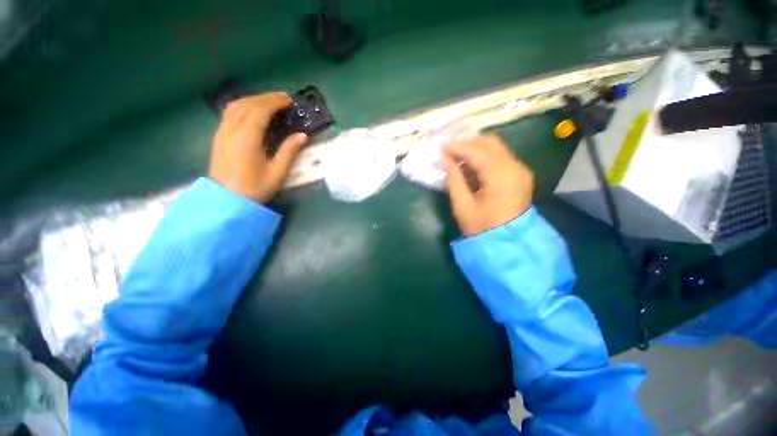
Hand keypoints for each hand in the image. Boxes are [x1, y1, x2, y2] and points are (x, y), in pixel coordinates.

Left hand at [208, 92, 307, 202]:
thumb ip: (289, 152)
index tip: (289, 100)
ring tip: (269, 103)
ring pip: (235, 106)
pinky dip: (243, 107)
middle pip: (247, 104)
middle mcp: (232, 130)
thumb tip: (302, 135)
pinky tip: (251, 112)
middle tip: (283, 99)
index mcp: (247, 138)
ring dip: (253, 100)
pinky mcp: (218, 137)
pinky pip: (229, 114)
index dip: (275, 102)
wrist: (226, 201)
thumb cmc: (255, 188)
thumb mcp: (277, 173)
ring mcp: (222, 132)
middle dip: (265, 98)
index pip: (260, 110)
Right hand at [441, 135, 533, 235]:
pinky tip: (470, 165)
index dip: (457, 147)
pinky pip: (501, 158)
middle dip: (467, 143)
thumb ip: (453, 179)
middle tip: (448, 149)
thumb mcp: (462, 206)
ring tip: (456, 157)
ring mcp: (520, 171)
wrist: (508, 244)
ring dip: (475, 149)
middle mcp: (515, 168)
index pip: (477, 152)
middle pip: (490, 143)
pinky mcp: (520, 175)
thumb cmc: (482, 228)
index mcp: (501, 177)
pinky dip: (484, 157)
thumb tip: (443, 159)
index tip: (440, 145)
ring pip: (497, 148)